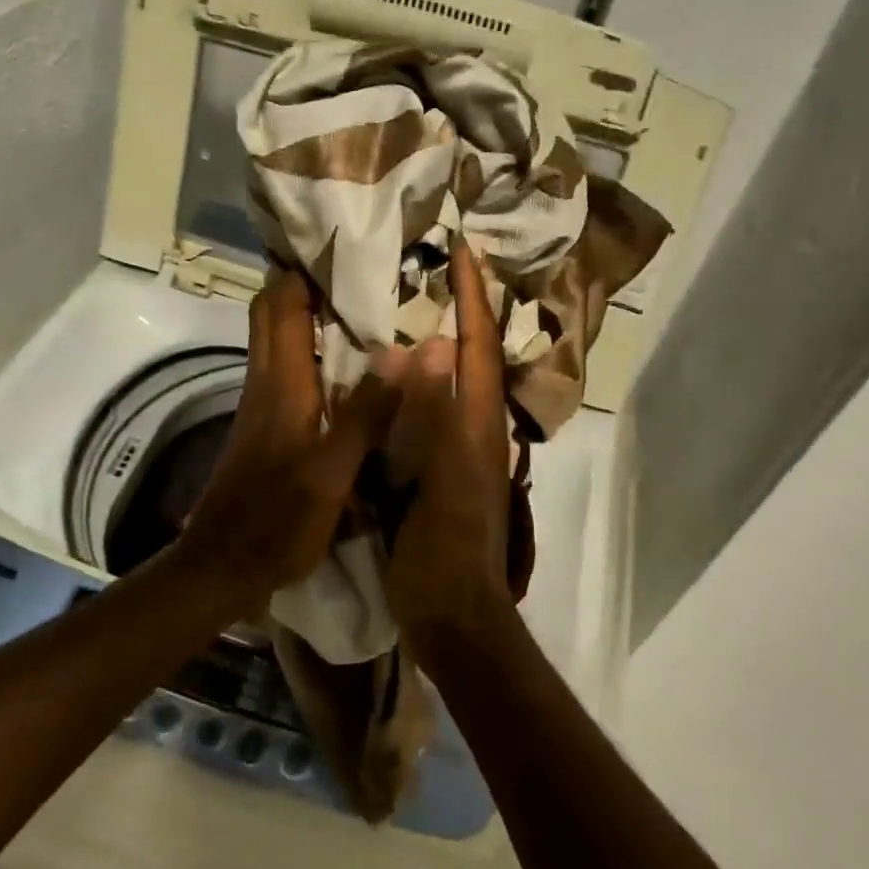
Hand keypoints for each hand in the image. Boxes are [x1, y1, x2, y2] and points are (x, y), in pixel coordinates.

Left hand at [176, 268, 400, 609]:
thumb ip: (366, 414)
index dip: (303, 268)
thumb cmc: (276, 522)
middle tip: (355, 267)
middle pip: (272, 312)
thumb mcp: (331, 474)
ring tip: (360, 302)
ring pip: (277, 337)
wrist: (220, 568)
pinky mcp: (265, 425)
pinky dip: (310, 348)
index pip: (281, 304)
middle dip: (302, 281)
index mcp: (281, 383)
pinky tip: (346, 362)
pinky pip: (286, 366)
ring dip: (306, 312)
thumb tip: (403, 350)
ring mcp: (261, 403)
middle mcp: (266, 382)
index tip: (343, 244)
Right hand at [380, 242, 518, 657]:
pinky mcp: (437, 470)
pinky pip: (429, 410)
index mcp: (479, 425)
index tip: (464, 249)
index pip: (479, 346)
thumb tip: (433, 345)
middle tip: (435, 267)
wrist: (452, 619)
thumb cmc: (446, 554)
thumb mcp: (444, 484)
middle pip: (472, 356)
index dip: (473, 297)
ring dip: (440, 338)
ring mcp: (458, 451)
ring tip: (411, 303)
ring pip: (451, 380)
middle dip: (461, 308)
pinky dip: (417, 380)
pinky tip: (389, 375)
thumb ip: (438, 417)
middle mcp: (475, 428)